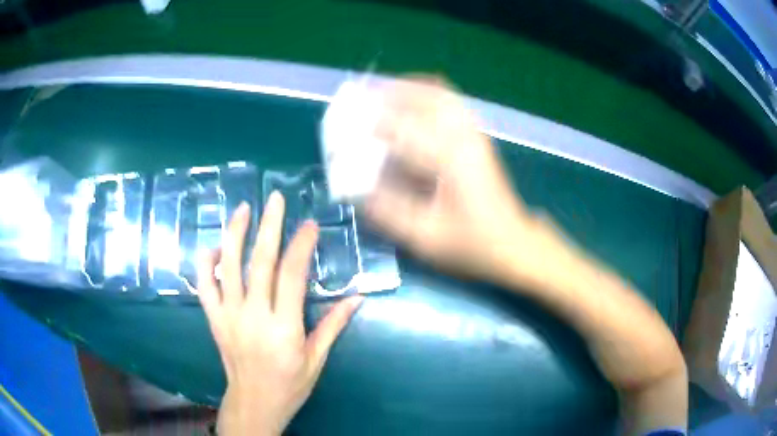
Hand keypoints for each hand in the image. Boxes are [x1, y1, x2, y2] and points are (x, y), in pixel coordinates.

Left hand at [197, 192, 363, 435]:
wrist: (253, 403)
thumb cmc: (289, 385)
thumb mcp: (316, 359)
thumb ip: (334, 325)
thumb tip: (358, 297)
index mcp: (283, 327)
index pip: (292, 274)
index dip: (301, 245)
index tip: (310, 225)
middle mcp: (253, 315)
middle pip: (260, 261)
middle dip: (269, 225)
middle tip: (275, 198)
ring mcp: (228, 315)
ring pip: (227, 266)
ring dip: (235, 233)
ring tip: (243, 208)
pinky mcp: (214, 319)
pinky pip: (204, 285)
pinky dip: (205, 263)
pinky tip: (214, 247)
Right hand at [365, 79, 546, 283]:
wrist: (513, 244)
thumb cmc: (473, 245)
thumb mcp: (426, 238)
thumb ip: (388, 212)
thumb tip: (356, 189)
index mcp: (451, 159)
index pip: (403, 128)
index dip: (370, 127)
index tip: (347, 133)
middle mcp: (464, 136)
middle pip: (426, 94)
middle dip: (391, 91)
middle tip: (363, 98)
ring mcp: (475, 133)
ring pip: (441, 92)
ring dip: (410, 88)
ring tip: (383, 95)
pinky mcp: (477, 137)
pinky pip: (451, 102)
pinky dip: (428, 95)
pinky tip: (412, 105)